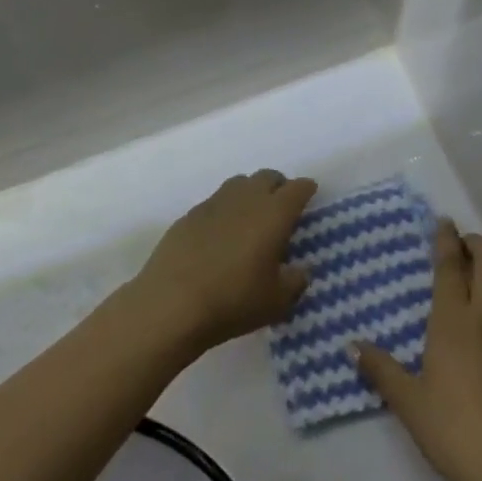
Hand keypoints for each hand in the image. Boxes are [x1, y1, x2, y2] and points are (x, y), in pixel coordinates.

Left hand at [132, 170, 318, 352]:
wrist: (171, 303)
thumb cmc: (233, 300)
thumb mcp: (277, 301)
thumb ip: (295, 281)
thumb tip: (299, 270)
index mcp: (274, 213)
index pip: (298, 188)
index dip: (306, 190)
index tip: (309, 197)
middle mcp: (246, 198)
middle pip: (268, 177)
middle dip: (279, 187)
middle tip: (281, 210)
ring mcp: (214, 203)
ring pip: (239, 183)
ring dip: (250, 193)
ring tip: (251, 219)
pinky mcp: (189, 214)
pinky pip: (215, 202)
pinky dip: (225, 210)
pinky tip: (220, 235)